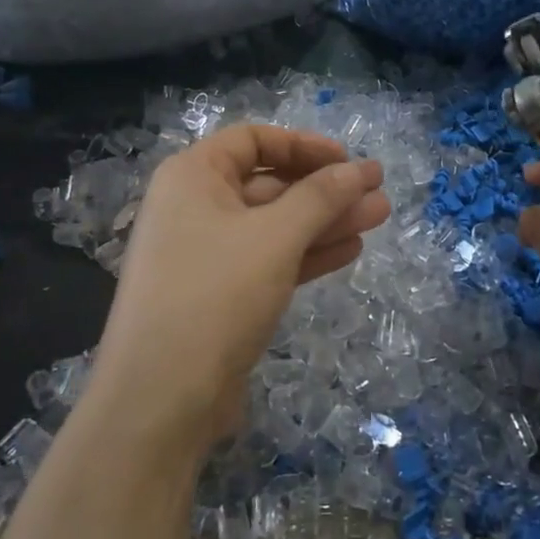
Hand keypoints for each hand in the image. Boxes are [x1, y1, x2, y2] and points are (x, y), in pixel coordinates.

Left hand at [86, 124, 389, 455]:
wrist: (161, 399)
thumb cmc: (215, 295)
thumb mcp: (274, 237)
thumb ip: (320, 198)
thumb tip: (360, 170)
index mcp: (192, 177)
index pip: (252, 140)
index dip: (303, 145)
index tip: (346, 161)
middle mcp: (195, 207)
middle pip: (269, 183)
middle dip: (324, 188)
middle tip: (378, 193)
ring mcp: (207, 254)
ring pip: (275, 225)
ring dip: (324, 221)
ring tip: (378, 217)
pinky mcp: (220, 294)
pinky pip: (269, 259)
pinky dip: (306, 253)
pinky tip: (349, 250)